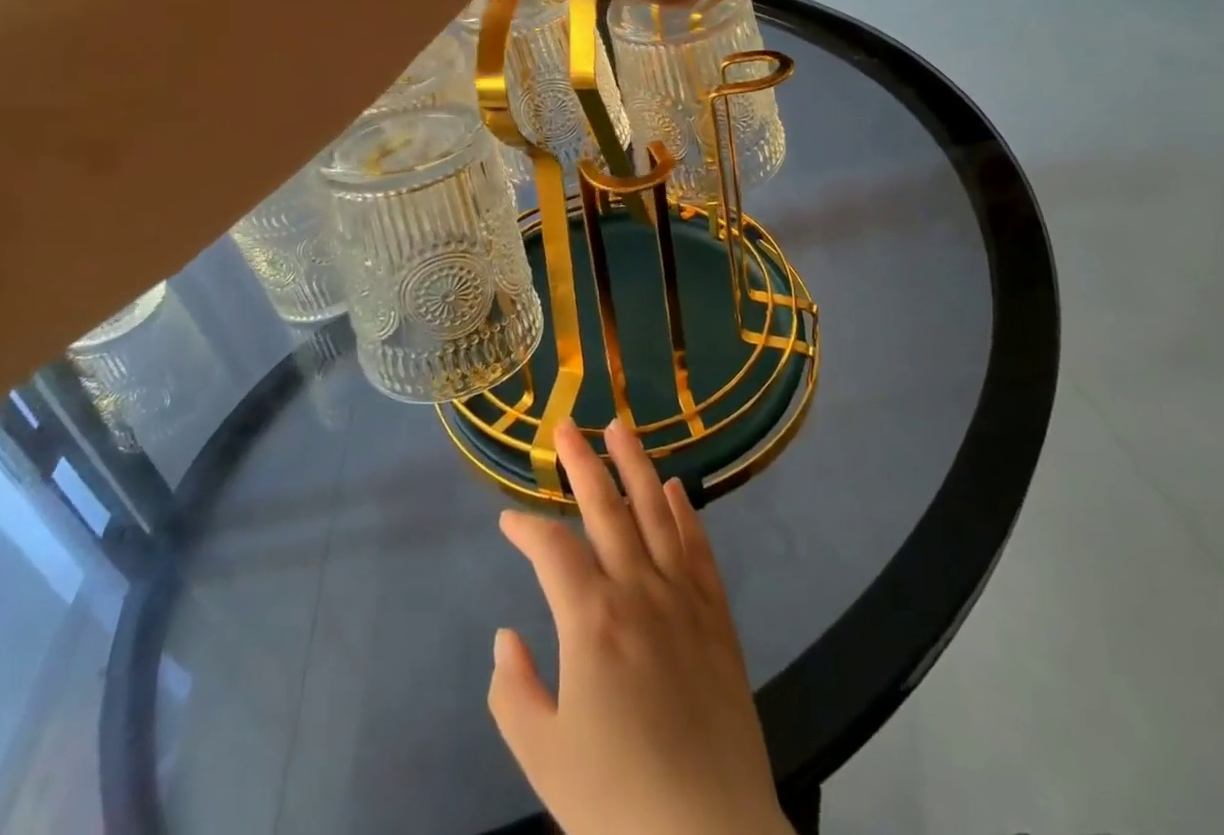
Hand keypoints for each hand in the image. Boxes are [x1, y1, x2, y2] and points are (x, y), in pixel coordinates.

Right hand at [488, 420, 790, 834]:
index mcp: (591, 618)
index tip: (508, 521)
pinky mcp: (717, 618)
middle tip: (565, 426)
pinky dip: (686, 513)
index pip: (551, 549)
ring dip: (636, 466)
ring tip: (620, 428)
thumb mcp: (543, 757)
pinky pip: (699, 550)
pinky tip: (677, 488)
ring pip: (656, 513)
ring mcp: (682, 599)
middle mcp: (638, 590)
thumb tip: (506, 636)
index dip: (525, 528)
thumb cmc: (617, 803)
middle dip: (581, 462)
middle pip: (605, 508)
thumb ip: (513, 691)